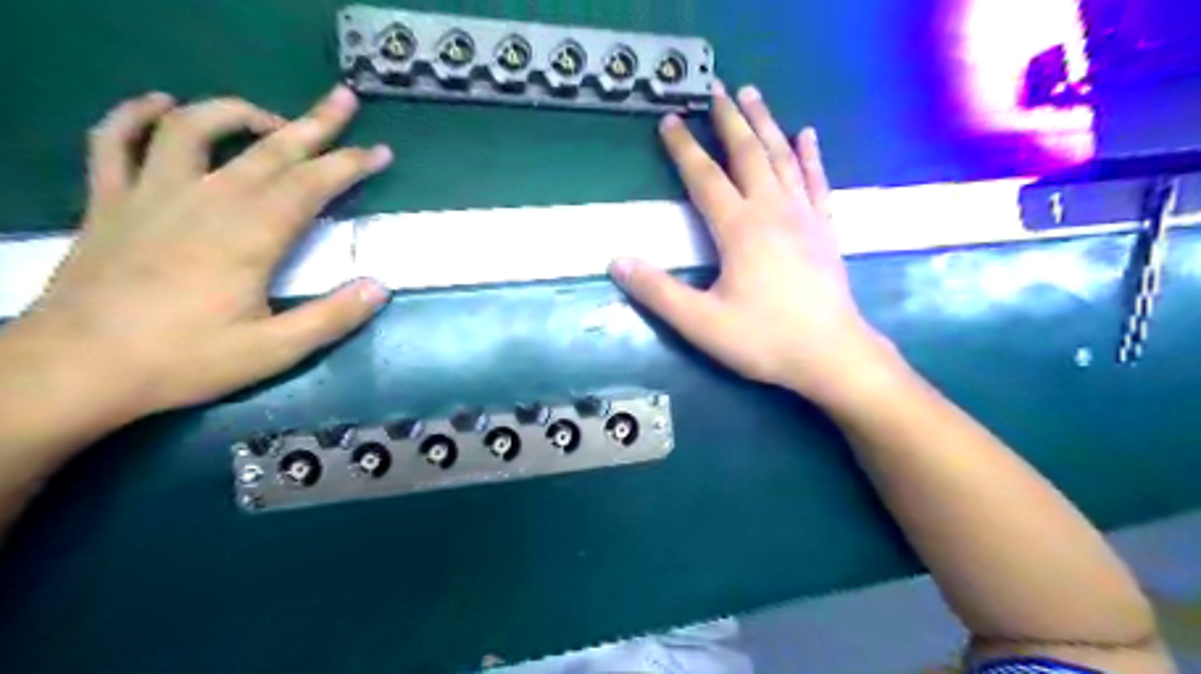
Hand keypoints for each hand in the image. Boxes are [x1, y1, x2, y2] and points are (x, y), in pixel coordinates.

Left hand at [16, 85, 392, 419]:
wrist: (77, 367)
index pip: (311, 185)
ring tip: (268, 117)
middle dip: (314, 123)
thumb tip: (380, 287)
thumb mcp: (274, 351)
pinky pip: (115, 141)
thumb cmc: (185, 360)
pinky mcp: (110, 201)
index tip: (379, 151)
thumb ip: (332, 317)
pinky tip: (158, 103)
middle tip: (344, 100)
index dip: (349, 164)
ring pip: (194, 129)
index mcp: (251, 235)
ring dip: (237, 113)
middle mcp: (207, 201)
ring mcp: (152, 194)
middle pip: (268, 149)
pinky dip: (135, 115)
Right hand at [614, 84, 894, 411]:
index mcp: (739, 229)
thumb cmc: (764, 338)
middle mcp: (772, 210)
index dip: (683, 149)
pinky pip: (816, 180)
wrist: (831, 354)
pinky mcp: (824, 228)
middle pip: (747, 154)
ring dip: (765, 124)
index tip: (669, 119)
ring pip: (782, 157)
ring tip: (753, 95)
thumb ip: (658, 292)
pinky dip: (810, 155)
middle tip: (716, 89)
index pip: (705, 178)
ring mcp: (803, 216)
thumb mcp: (701, 323)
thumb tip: (617, 262)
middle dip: (729, 119)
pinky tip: (806, 135)